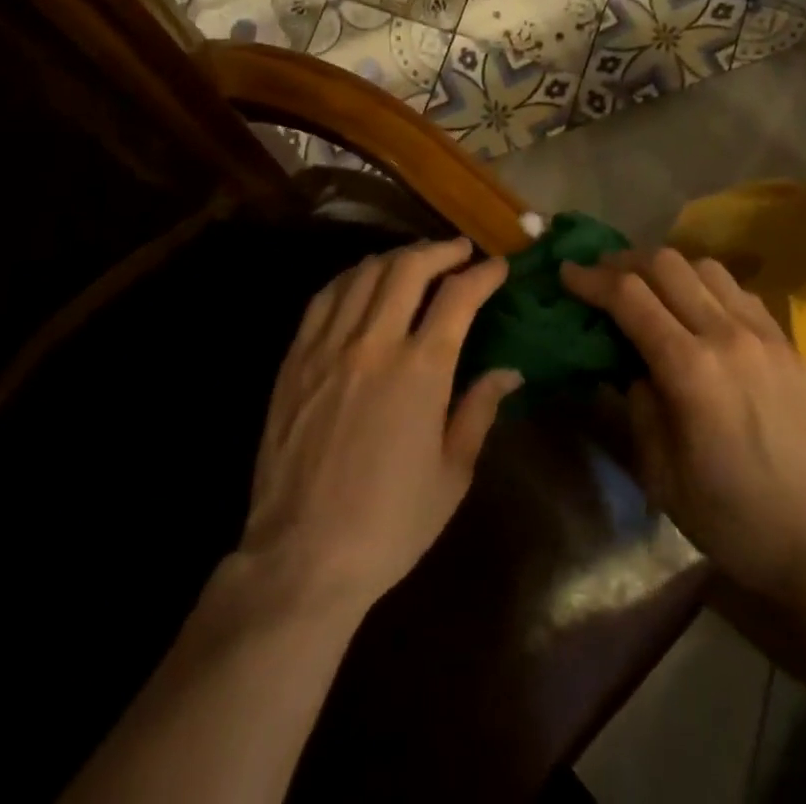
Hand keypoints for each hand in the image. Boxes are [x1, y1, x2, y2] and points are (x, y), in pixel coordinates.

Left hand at [240, 238, 520, 614]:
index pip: (458, 297)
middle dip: (441, 250)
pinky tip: (364, 279)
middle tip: (460, 250)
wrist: (302, 556)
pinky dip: (353, 277)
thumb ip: (479, 411)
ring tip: (417, 259)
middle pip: (408, 268)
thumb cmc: (389, 523)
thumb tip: (509, 371)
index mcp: (420, 371)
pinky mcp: (296, 357)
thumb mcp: (452, 474)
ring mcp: (329, 346)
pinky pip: (326, 296)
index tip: (498, 267)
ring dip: (397, 256)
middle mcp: (374, 343)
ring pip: (365, 273)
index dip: (483, 274)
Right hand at [561, 250, 805, 603]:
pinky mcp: (787, 343)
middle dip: (624, 261)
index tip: (566, 273)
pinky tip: (697, 309)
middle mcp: (727, 336)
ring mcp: (763, 334)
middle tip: (601, 274)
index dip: (591, 279)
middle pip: (666, 264)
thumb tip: (630, 367)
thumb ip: (637, 407)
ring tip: (647, 287)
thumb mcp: (661, 474)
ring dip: (667, 268)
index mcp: (690, 369)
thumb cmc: (734, 518)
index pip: (630, 297)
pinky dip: (706, 285)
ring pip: (706, 267)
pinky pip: (739, 291)